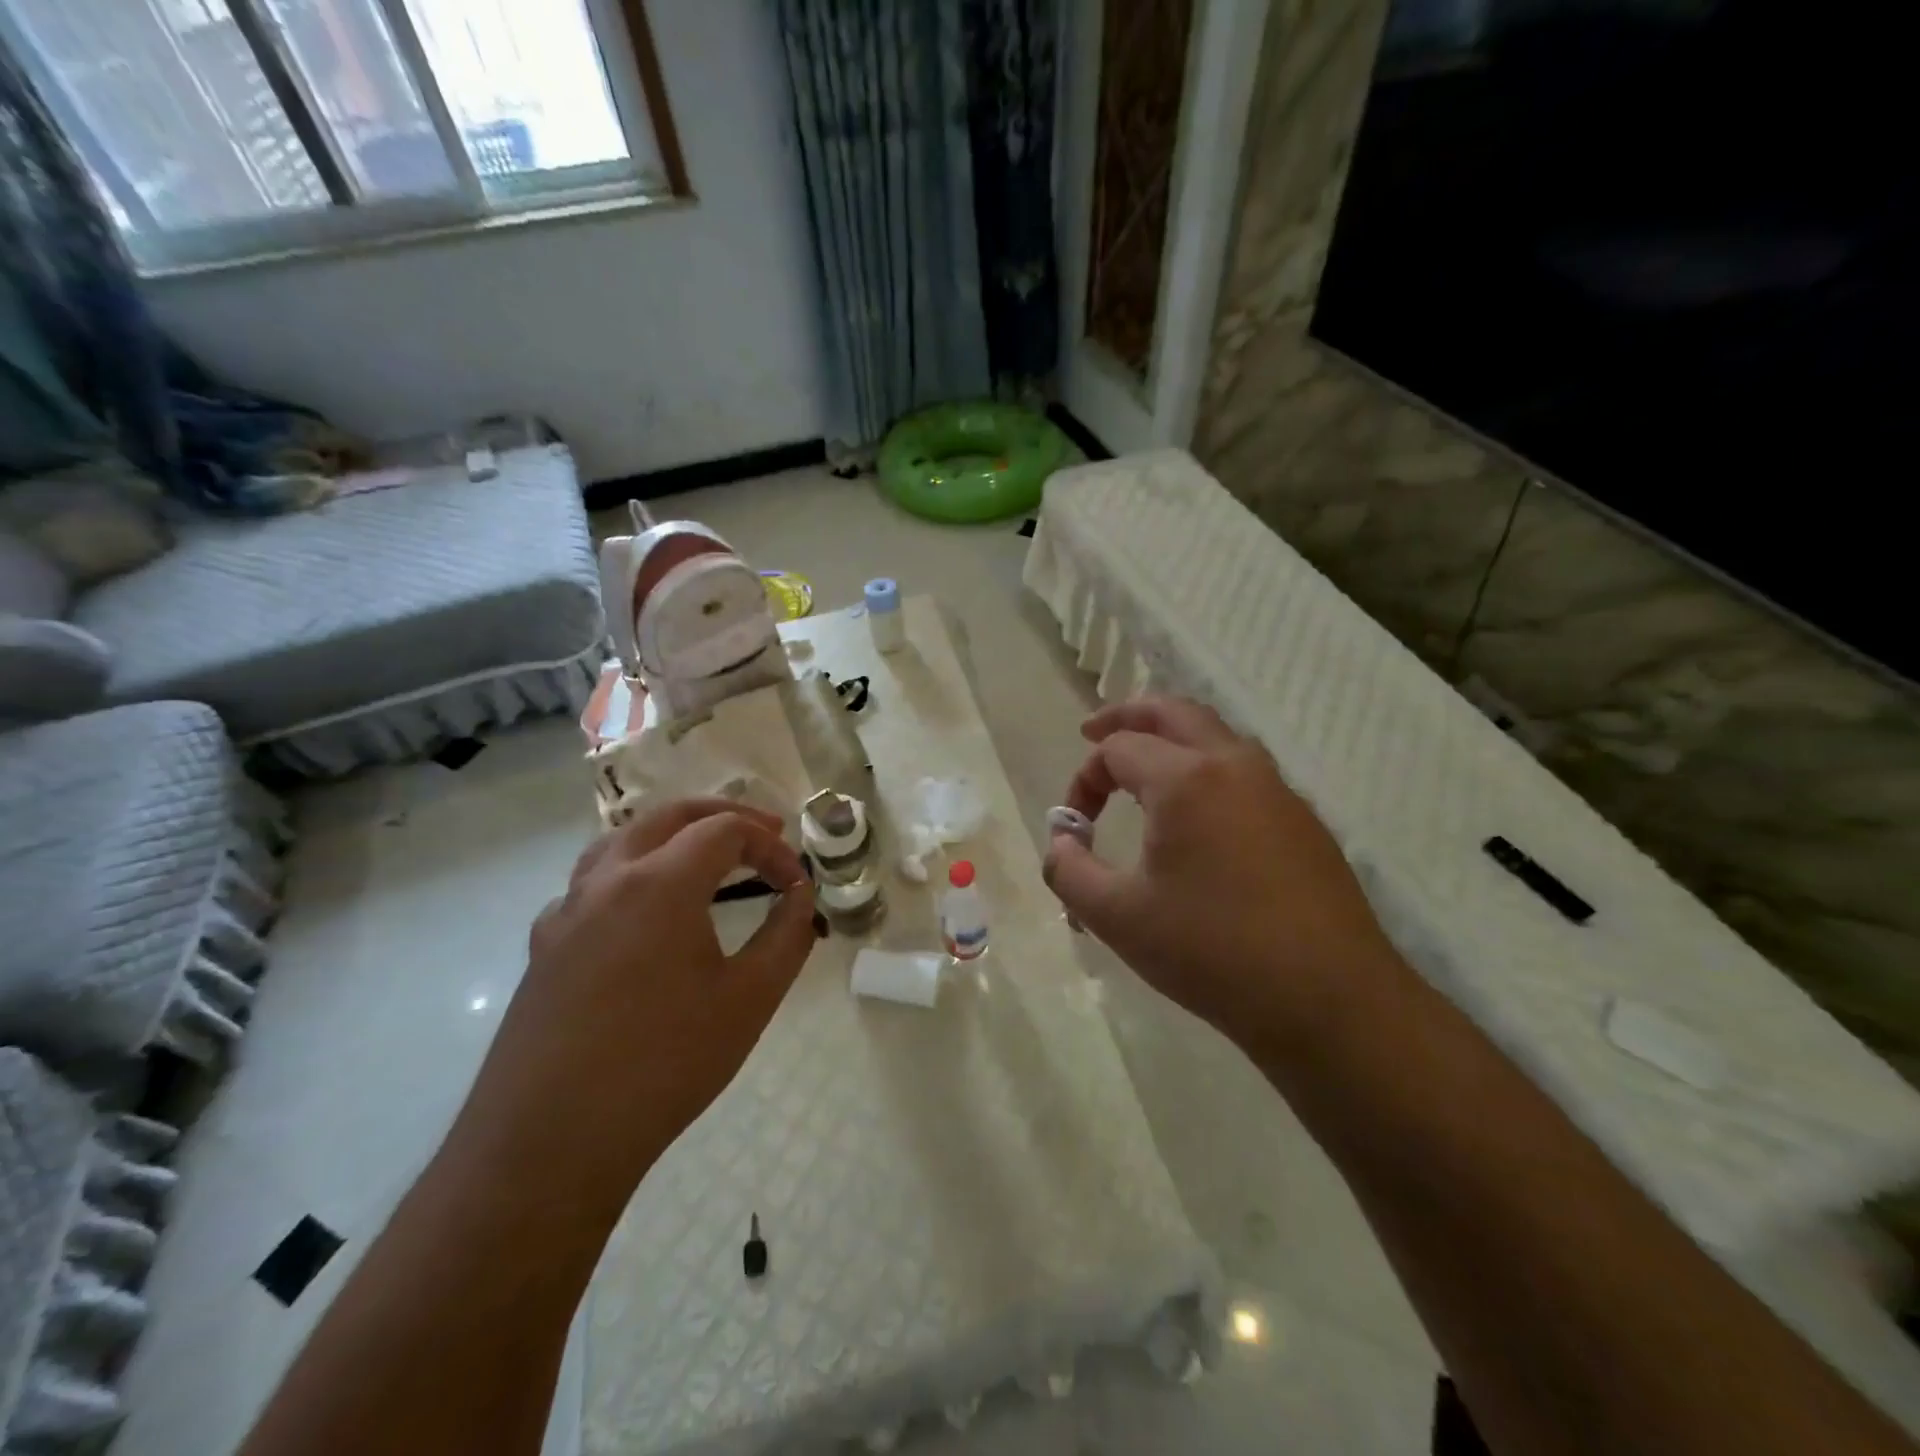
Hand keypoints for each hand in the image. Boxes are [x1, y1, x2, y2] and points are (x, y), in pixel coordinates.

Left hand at [457, 799, 814, 1208]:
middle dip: (723, 816)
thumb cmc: (664, 1064)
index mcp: (660, 883)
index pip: (726, 831)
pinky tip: (642, 915)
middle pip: (669, 816)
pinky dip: (630, 874)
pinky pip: (590, 885)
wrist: (549, 1144)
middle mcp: (607, 880)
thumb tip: (800, 897)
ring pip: (621, 841)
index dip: (771, 847)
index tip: (797, 884)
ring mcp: (567, 912)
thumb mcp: (750, 999)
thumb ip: (787, 936)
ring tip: (704, 857)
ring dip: (670, 835)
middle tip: (765, 833)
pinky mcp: (545, 948)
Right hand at [1043, 697, 1398, 1053]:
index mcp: (1186, 779)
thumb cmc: (1212, 952)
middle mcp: (1234, 766)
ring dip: (1171, 738)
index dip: (1083, 781)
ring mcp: (1277, 789)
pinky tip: (1197, 816)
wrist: (1329, 1001)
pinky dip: (1206, 768)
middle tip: (1093, 732)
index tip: (1073, 829)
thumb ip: (1069, 872)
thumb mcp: (1118, 917)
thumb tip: (1060, 845)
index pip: (1117, 750)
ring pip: (1216, 736)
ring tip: (1143, 767)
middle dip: (1127, 716)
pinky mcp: (1302, 820)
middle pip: (1174, 712)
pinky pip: (1243, 771)